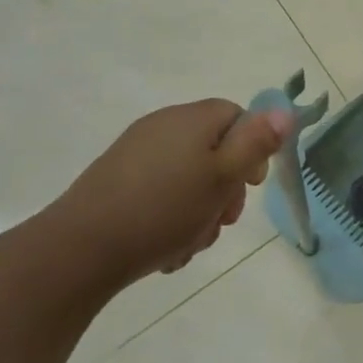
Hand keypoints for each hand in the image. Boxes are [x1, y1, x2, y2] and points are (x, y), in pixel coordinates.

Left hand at [41, 100, 290, 290]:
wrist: (78, 251)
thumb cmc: (163, 210)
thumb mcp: (222, 176)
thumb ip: (256, 143)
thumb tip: (284, 110)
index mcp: (191, 119)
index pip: (238, 116)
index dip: (253, 148)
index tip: (251, 185)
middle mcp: (162, 127)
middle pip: (214, 149)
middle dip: (226, 188)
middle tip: (224, 220)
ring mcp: (135, 155)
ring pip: (188, 177)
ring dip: (200, 210)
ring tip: (193, 242)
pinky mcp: (115, 183)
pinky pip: (160, 194)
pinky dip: (171, 218)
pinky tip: (168, 250)